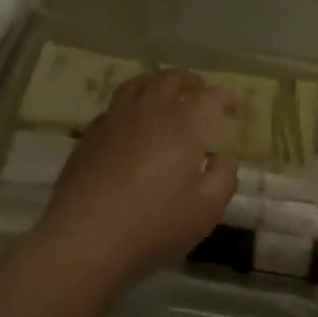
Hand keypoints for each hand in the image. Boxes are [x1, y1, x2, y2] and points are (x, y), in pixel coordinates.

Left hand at [39, 71, 238, 281]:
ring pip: (139, 84)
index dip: (225, 98)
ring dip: (158, 85)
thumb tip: (221, 158)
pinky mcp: (90, 134)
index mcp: (185, 124)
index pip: (211, 96)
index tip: (232, 108)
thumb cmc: (154, 225)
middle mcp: (151, 110)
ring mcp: (116, 119)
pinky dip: (131, 106)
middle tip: (200, 94)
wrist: (85, 238)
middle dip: (191, 83)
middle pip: (173, 79)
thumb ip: (223, 178)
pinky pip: (115, 106)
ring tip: (165, 96)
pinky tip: (131, 125)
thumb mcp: (206, 210)